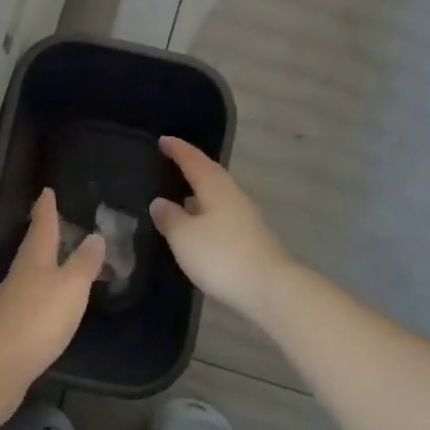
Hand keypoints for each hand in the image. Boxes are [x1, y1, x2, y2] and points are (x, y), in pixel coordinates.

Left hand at [0, 189, 103, 391]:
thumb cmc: (39, 317)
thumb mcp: (71, 286)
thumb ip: (85, 262)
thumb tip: (94, 235)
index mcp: (36, 257)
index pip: (43, 224)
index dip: (46, 207)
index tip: (46, 190)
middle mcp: (22, 273)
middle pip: (34, 246)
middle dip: (45, 232)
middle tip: (57, 219)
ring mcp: (14, 300)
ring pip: (33, 271)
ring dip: (47, 261)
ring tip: (62, 256)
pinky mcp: (14, 325)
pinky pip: (34, 296)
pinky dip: (46, 289)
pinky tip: (54, 298)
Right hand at [149, 137, 294, 316]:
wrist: (270, 288)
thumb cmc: (221, 256)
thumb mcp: (184, 237)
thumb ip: (170, 218)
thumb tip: (160, 202)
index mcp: (215, 187)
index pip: (194, 161)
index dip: (178, 150)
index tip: (164, 140)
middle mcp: (233, 195)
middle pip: (210, 174)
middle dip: (191, 167)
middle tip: (172, 162)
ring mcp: (245, 217)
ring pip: (218, 195)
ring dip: (199, 192)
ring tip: (179, 194)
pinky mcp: (251, 238)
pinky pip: (223, 214)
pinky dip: (207, 212)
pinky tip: (198, 225)